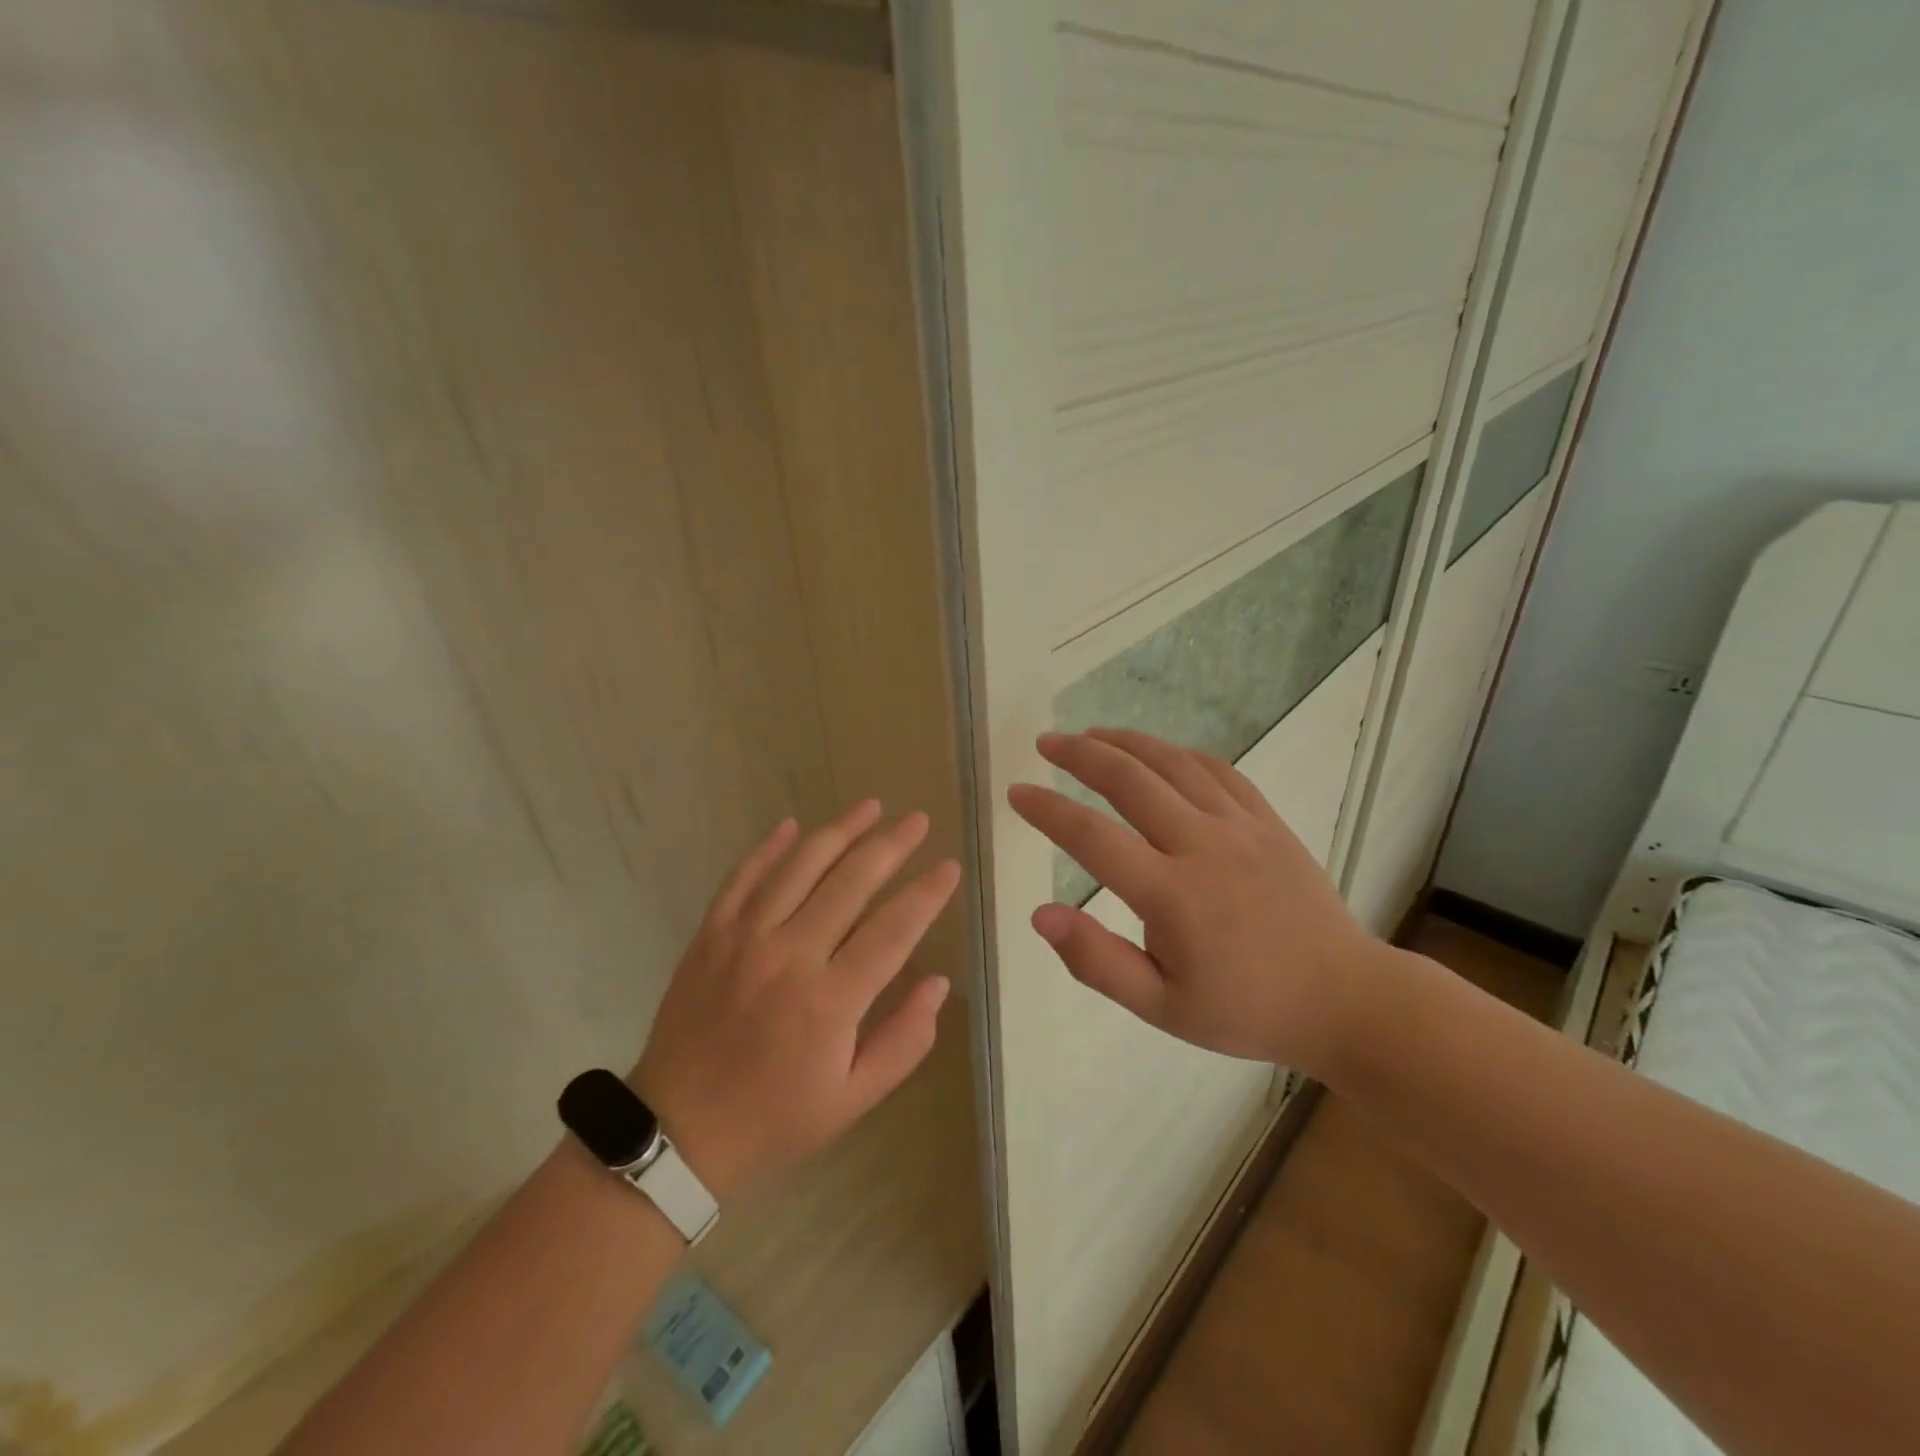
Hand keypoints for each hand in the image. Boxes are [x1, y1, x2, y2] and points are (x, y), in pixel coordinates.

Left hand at [631, 802, 960, 1200]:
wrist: (678, 1130)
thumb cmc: (775, 1118)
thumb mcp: (853, 1100)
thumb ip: (904, 1041)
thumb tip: (939, 983)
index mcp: (830, 1001)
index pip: (893, 931)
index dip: (926, 895)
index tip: (950, 867)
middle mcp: (789, 956)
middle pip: (850, 883)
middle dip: (890, 846)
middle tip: (917, 820)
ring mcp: (744, 939)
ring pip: (800, 868)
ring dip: (839, 831)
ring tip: (871, 806)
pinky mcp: (711, 934)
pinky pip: (743, 877)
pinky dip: (769, 848)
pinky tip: (793, 824)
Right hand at [1007, 729, 1392, 1076]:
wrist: (1344, 1000)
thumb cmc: (1244, 1009)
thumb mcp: (1161, 1007)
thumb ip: (1096, 961)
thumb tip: (1040, 914)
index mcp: (1172, 895)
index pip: (1092, 836)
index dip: (1047, 810)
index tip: (1017, 792)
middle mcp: (1203, 846)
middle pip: (1130, 780)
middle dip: (1080, 754)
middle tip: (1047, 742)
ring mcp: (1241, 827)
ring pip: (1174, 764)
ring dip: (1127, 742)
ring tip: (1092, 734)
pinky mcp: (1269, 822)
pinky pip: (1220, 771)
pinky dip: (1181, 754)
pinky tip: (1160, 752)